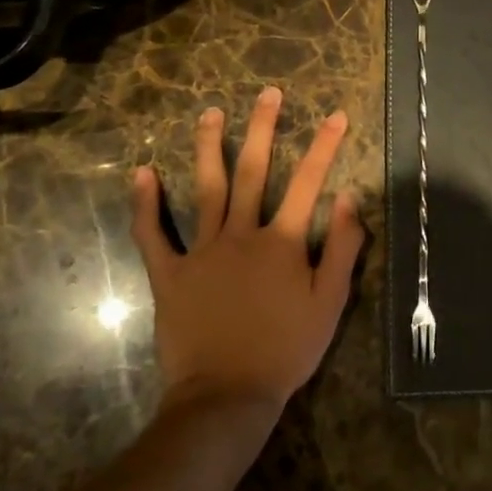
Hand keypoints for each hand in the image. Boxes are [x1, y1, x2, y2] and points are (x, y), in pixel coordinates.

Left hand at [131, 87, 364, 413]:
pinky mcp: (170, 274)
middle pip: (253, 171)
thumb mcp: (330, 303)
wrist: (226, 397)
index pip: (308, 183)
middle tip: (268, 93)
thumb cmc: (285, 350)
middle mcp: (242, 235)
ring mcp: (202, 252)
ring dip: (209, 148)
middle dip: (263, 128)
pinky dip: (145, 204)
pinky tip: (142, 173)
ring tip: (210, 113)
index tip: (336, 115)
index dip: (325, 146)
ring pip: (206, 189)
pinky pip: (153, 235)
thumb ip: (343, 248)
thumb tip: (350, 197)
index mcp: (282, 242)